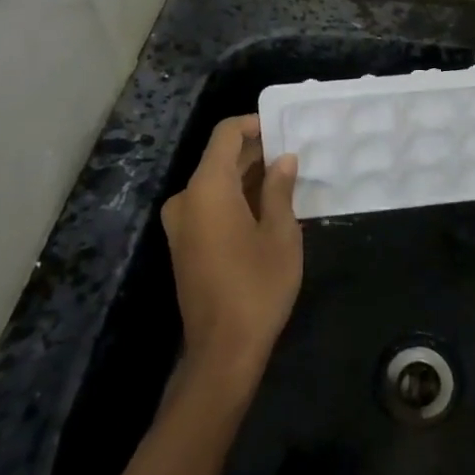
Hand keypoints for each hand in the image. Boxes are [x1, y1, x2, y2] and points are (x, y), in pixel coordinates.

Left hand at [161, 116, 301, 385]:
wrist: (223, 350)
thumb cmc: (257, 286)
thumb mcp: (280, 233)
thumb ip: (279, 189)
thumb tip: (283, 159)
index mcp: (207, 188)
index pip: (226, 135)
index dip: (254, 124)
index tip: (284, 127)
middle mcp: (186, 198)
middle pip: (219, 158)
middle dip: (255, 152)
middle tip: (293, 153)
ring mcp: (180, 224)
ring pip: (214, 183)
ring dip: (246, 176)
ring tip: (286, 178)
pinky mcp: (183, 245)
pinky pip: (209, 205)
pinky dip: (234, 198)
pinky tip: (266, 206)